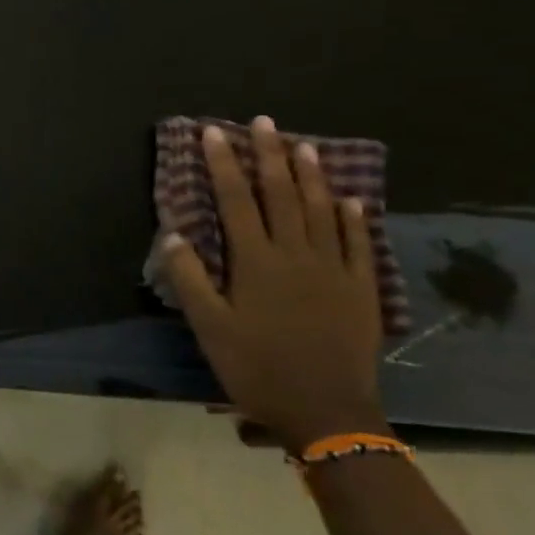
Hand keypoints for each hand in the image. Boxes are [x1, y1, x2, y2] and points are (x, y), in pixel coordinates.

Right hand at [161, 116, 386, 452]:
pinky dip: (352, 217)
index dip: (223, 165)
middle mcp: (297, 255)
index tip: (214, 133)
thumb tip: (174, 233)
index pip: (236, 201)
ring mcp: (334, 270)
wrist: (327, 412)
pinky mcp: (361, 289)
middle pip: (282, 195)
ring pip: (321, 210)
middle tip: (264, 122)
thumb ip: (190, 278)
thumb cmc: (257, 368)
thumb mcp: (209, 328)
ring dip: (310, 176)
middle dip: (269, 156)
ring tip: (303, 146)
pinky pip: (357, 243)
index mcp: (256, 263)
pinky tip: (348, 199)